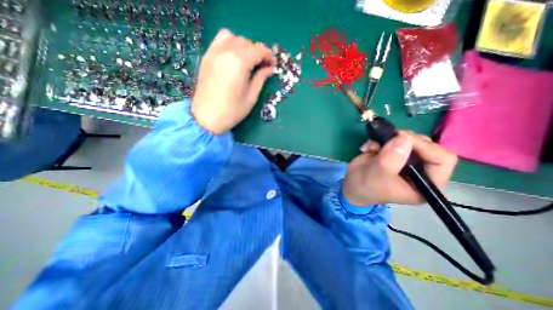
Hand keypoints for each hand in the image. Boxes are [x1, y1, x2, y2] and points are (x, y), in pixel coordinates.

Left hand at [191, 29, 276, 134]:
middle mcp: (226, 51)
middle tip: (262, 66)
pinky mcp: (207, 57)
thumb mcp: (251, 96)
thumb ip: (261, 78)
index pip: (259, 50)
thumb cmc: (232, 110)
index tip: (273, 65)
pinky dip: (230, 45)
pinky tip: (234, 59)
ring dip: (244, 46)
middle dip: (258, 52)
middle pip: (246, 42)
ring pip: (232, 38)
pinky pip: (220, 42)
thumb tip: (268, 68)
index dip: (269, 55)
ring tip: (248, 61)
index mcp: (240, 62)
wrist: (207, 117)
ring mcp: (214, 52)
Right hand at [342, 131, 457, 204]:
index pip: (442, 160)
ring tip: (373, 145)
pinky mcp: (393, 153)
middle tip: (388, 138)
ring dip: (389, 138)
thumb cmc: (365, 187)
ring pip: (409, 139)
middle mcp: (420, 170)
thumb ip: (391, 158)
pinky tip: (368, 147)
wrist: (350, 185)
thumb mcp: (377, 175)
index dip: (425, 147)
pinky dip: (379, 139)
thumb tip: (404, 138)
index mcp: (425, 183)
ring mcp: (405, 160)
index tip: (402, 139)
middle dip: (404, 140)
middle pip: (426, 145)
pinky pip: (393, 138)